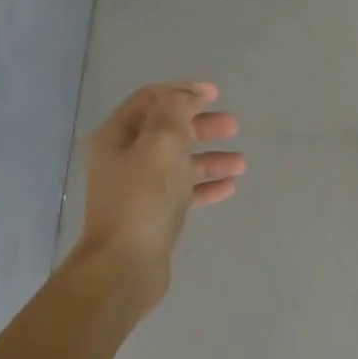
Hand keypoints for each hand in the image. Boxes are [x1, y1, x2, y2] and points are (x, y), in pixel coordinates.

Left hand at [74, 82, 244, 305]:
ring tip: (241, 163)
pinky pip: (182, 194)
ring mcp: (136, 190)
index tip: (215, 93)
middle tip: (233, 126)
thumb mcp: (162, 144)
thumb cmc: (143, 199)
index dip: (182, 91)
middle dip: (200, 125)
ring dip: (209, 159)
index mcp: (116, 137)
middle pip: (166, 131)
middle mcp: (122, 160)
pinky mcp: (151, 217)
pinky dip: (204, 187)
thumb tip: (185, 98)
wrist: (125, 266)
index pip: (150, 100)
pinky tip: (229, 188)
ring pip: (177, 164)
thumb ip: (175, 112)